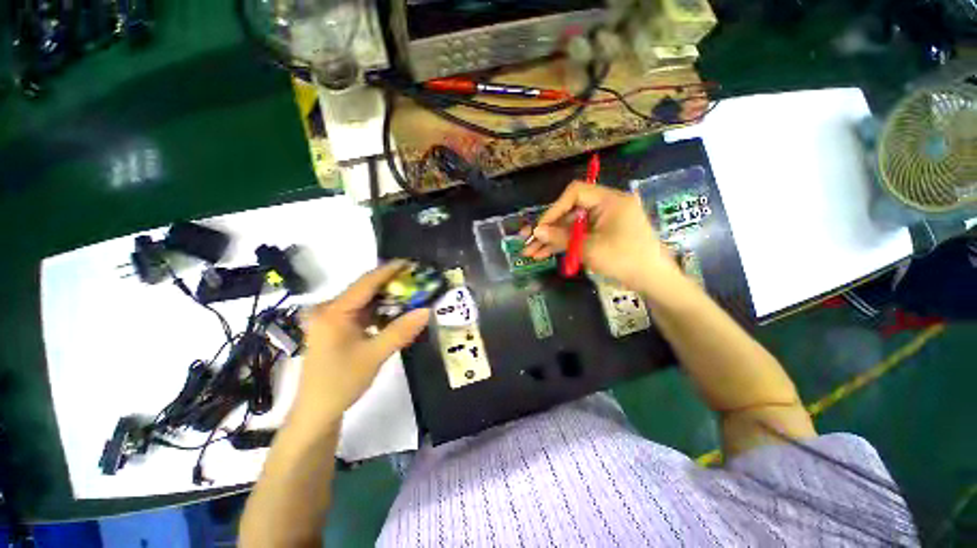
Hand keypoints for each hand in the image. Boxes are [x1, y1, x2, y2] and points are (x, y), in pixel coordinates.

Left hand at [291, 261, 429, 426]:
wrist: (316, 412)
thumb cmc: (341, 383)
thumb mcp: (374, 356)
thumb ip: (401, 331)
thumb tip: (427, 310)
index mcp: (333, 312)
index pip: (366, 283)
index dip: (389, 270)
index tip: (412, 263)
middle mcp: (329, 309)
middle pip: (365, 290)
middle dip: (392, 285)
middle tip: (417, 282)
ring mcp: (331, 319)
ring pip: (365, 302)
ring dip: (387, 299)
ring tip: (412, 296)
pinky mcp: (335, 328)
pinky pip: (361, 313)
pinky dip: (379, 312)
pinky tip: (395, 314)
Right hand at [522, 182, 680, 292]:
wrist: (653, 281)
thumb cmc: (625, 260)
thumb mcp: (590, 249)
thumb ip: (561, 238)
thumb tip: (537, 231)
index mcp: (610, 200)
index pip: (575, 193)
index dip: (554, 209)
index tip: (540, 228)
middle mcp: (607, 205)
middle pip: (570, 212)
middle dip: (548, 229)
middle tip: (528, 242)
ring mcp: (604, 221)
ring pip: (572, 226)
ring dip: (552, 239)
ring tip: (532, 253)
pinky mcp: (603, 234)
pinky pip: (580, 235)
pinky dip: (564, 244)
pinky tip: (546, 254)